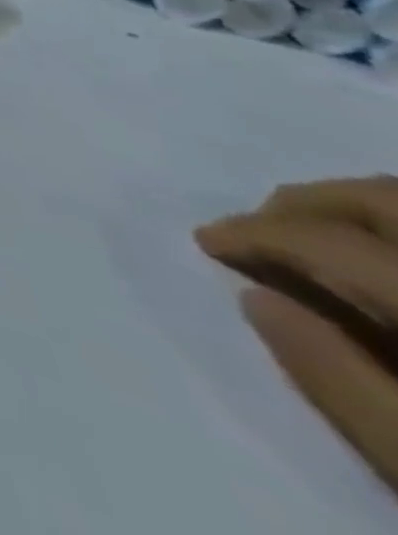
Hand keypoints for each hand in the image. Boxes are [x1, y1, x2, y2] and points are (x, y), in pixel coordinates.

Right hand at [197, 177, 397, 491]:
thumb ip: (344, 385)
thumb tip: (256, 297)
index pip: (334, 245)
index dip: (259, 234)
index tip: (207, 241)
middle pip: (387, 201)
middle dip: (307, 203)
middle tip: (256, 226)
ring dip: (360, 209)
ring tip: (316, 234)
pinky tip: (384, 252)